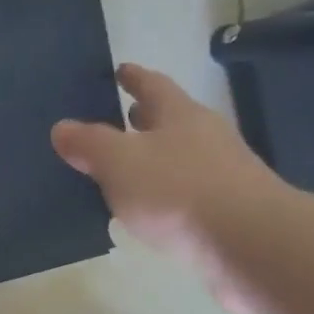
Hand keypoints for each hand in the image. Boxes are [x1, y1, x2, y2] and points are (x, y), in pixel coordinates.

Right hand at [51, 64, 289, 313]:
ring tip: (120, 169)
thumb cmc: (178, 191)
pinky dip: (161, 194)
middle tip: (116, 118)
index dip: (134, 78)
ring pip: (177, 158)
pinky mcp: (227, 211)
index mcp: (180, 116)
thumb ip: (88, 144)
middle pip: (169, 121)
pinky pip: (183, 193)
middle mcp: (205, 138)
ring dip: (151, 159)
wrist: (251, 244)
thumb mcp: (119, 162)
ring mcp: (222, 175)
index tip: (120, 70)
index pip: (153, 86)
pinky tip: (144, 210)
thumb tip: (62, 127)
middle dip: (142, 119)